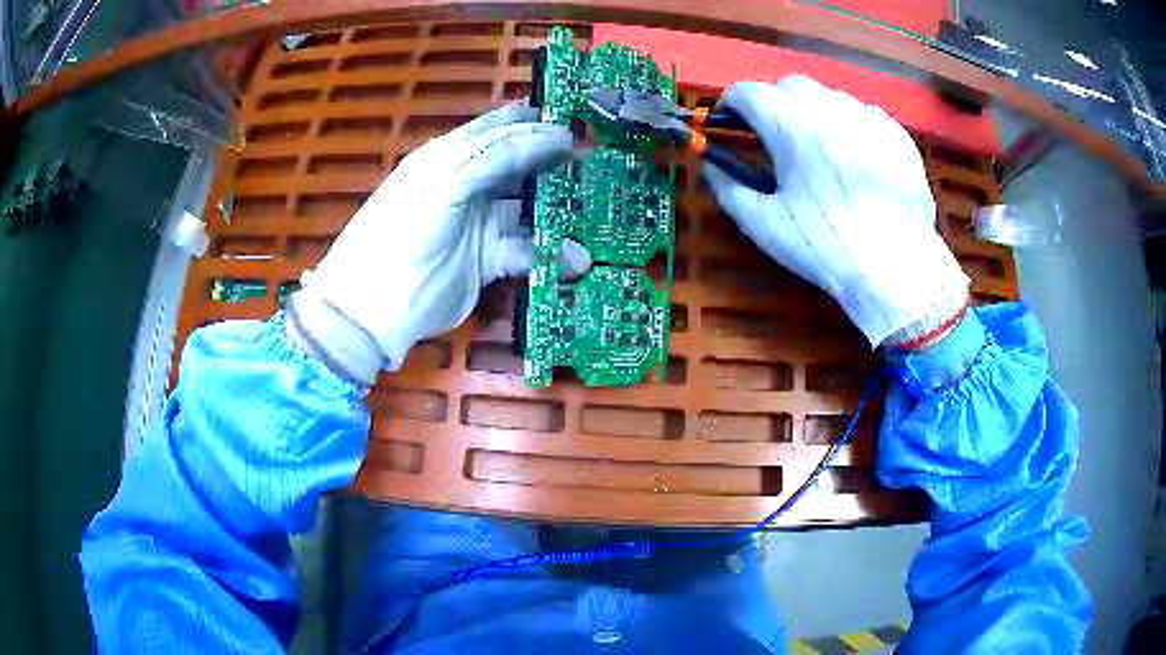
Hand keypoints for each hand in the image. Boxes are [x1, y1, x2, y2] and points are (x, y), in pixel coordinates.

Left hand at [288, 104, 574, 383]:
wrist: (371, 313)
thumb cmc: (399, 241)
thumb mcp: (439, 190)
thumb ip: (486, 161)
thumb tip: (539, 135)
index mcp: (447, 160)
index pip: (496, 132)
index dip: (533, 125)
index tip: (572, 126)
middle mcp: (465, 186)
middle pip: (516, 166)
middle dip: (553, 164)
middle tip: (592, 161)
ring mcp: (476, 224)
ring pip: (526, 209)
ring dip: (557, 211)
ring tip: (593, 210)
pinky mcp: (485, 260)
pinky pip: (524, 249)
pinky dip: (549, 254)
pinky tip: (573, 259)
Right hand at [704, 76, 968, 347]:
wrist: (895, 268)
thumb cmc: (824, 246)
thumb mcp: (764, 225)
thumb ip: (728, 187)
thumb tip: (711, 165)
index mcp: (790, 125)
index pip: (747, 92)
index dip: (731, 105)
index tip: (730, 124)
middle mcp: (828, 108)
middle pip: (790, 86)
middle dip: (775, 104)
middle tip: (776, 138)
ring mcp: (868, 118)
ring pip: (830, 97)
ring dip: (814, 113)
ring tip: (820, 149)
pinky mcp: (896, 135)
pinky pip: (865, 115)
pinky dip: (851, 126)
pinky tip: (856, 158)